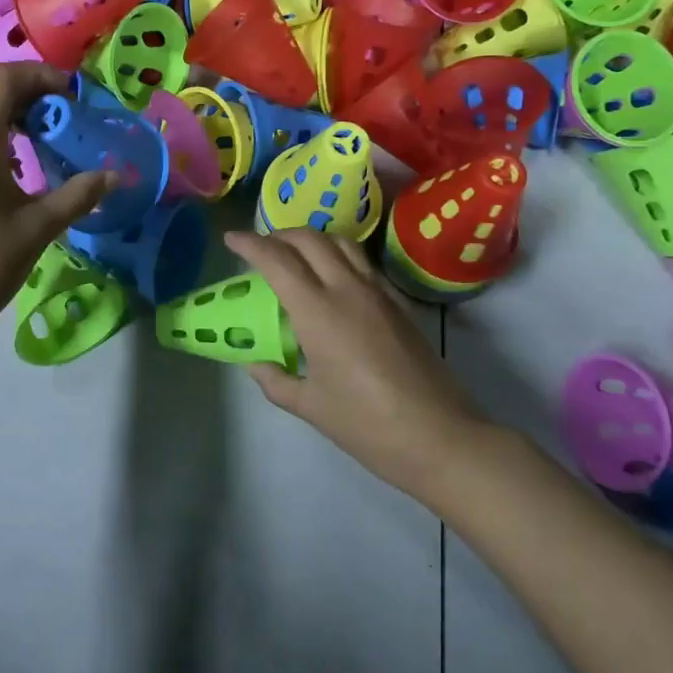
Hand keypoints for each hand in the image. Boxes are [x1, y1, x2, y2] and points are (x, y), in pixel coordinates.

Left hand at [0, 64, 111, 347]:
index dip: (39, 74)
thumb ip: (78, 195)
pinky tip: (21, 167)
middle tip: (69, 117)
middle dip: (33, 95)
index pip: (2, 77)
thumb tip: (115, 175)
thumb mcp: (38, 227)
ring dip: (15, 116)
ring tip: (50, 139)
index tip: (71, 95)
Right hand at [224, 229, 487, 495]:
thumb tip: (255, 364)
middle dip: (279, 235)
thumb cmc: (368, 425)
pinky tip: (333, 279)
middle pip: (310, 239)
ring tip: (296, 254)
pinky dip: (339, 255)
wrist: (441, 437)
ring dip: (312, 239)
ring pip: (341, 242)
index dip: (250, 244)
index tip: (231, 239)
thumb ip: (276, 381)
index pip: (277, 260)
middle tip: (261, 246)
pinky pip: (363, 262)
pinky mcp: (400, 303)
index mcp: (319, 312)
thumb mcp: (311, 407)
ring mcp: (379, 292)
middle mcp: (348, 290)